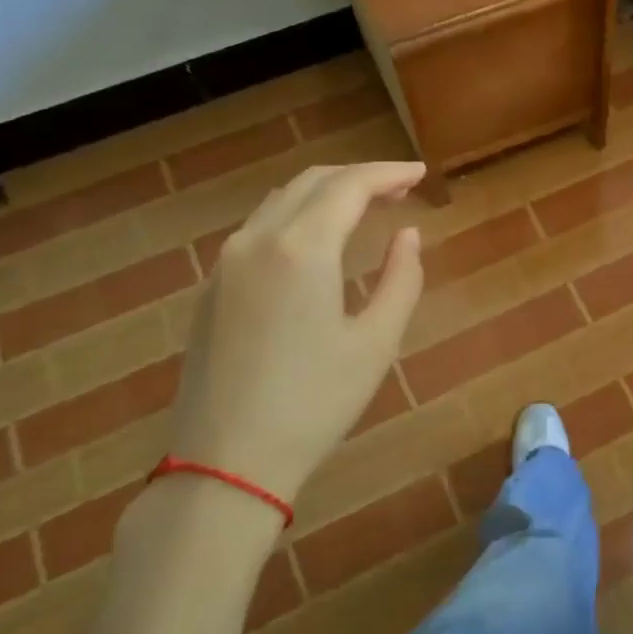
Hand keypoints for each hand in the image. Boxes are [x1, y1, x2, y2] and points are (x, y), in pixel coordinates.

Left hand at [166, 161, 425, 510]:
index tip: (420, 174)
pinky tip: (318, 242)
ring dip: (325, 194)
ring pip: (281, 202)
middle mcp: (257, 240)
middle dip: (359, 177)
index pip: (349, 186)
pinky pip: (259, 229)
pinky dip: (297, 217)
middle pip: (311, 183)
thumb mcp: (377, 342)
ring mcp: (226, 263)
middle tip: (399, 189)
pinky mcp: (212, 288)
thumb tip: (407, 235)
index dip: (388, 173)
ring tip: (364, 208)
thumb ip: (401, 278)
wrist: (226, 460)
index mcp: (301, 248)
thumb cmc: (315, 402)